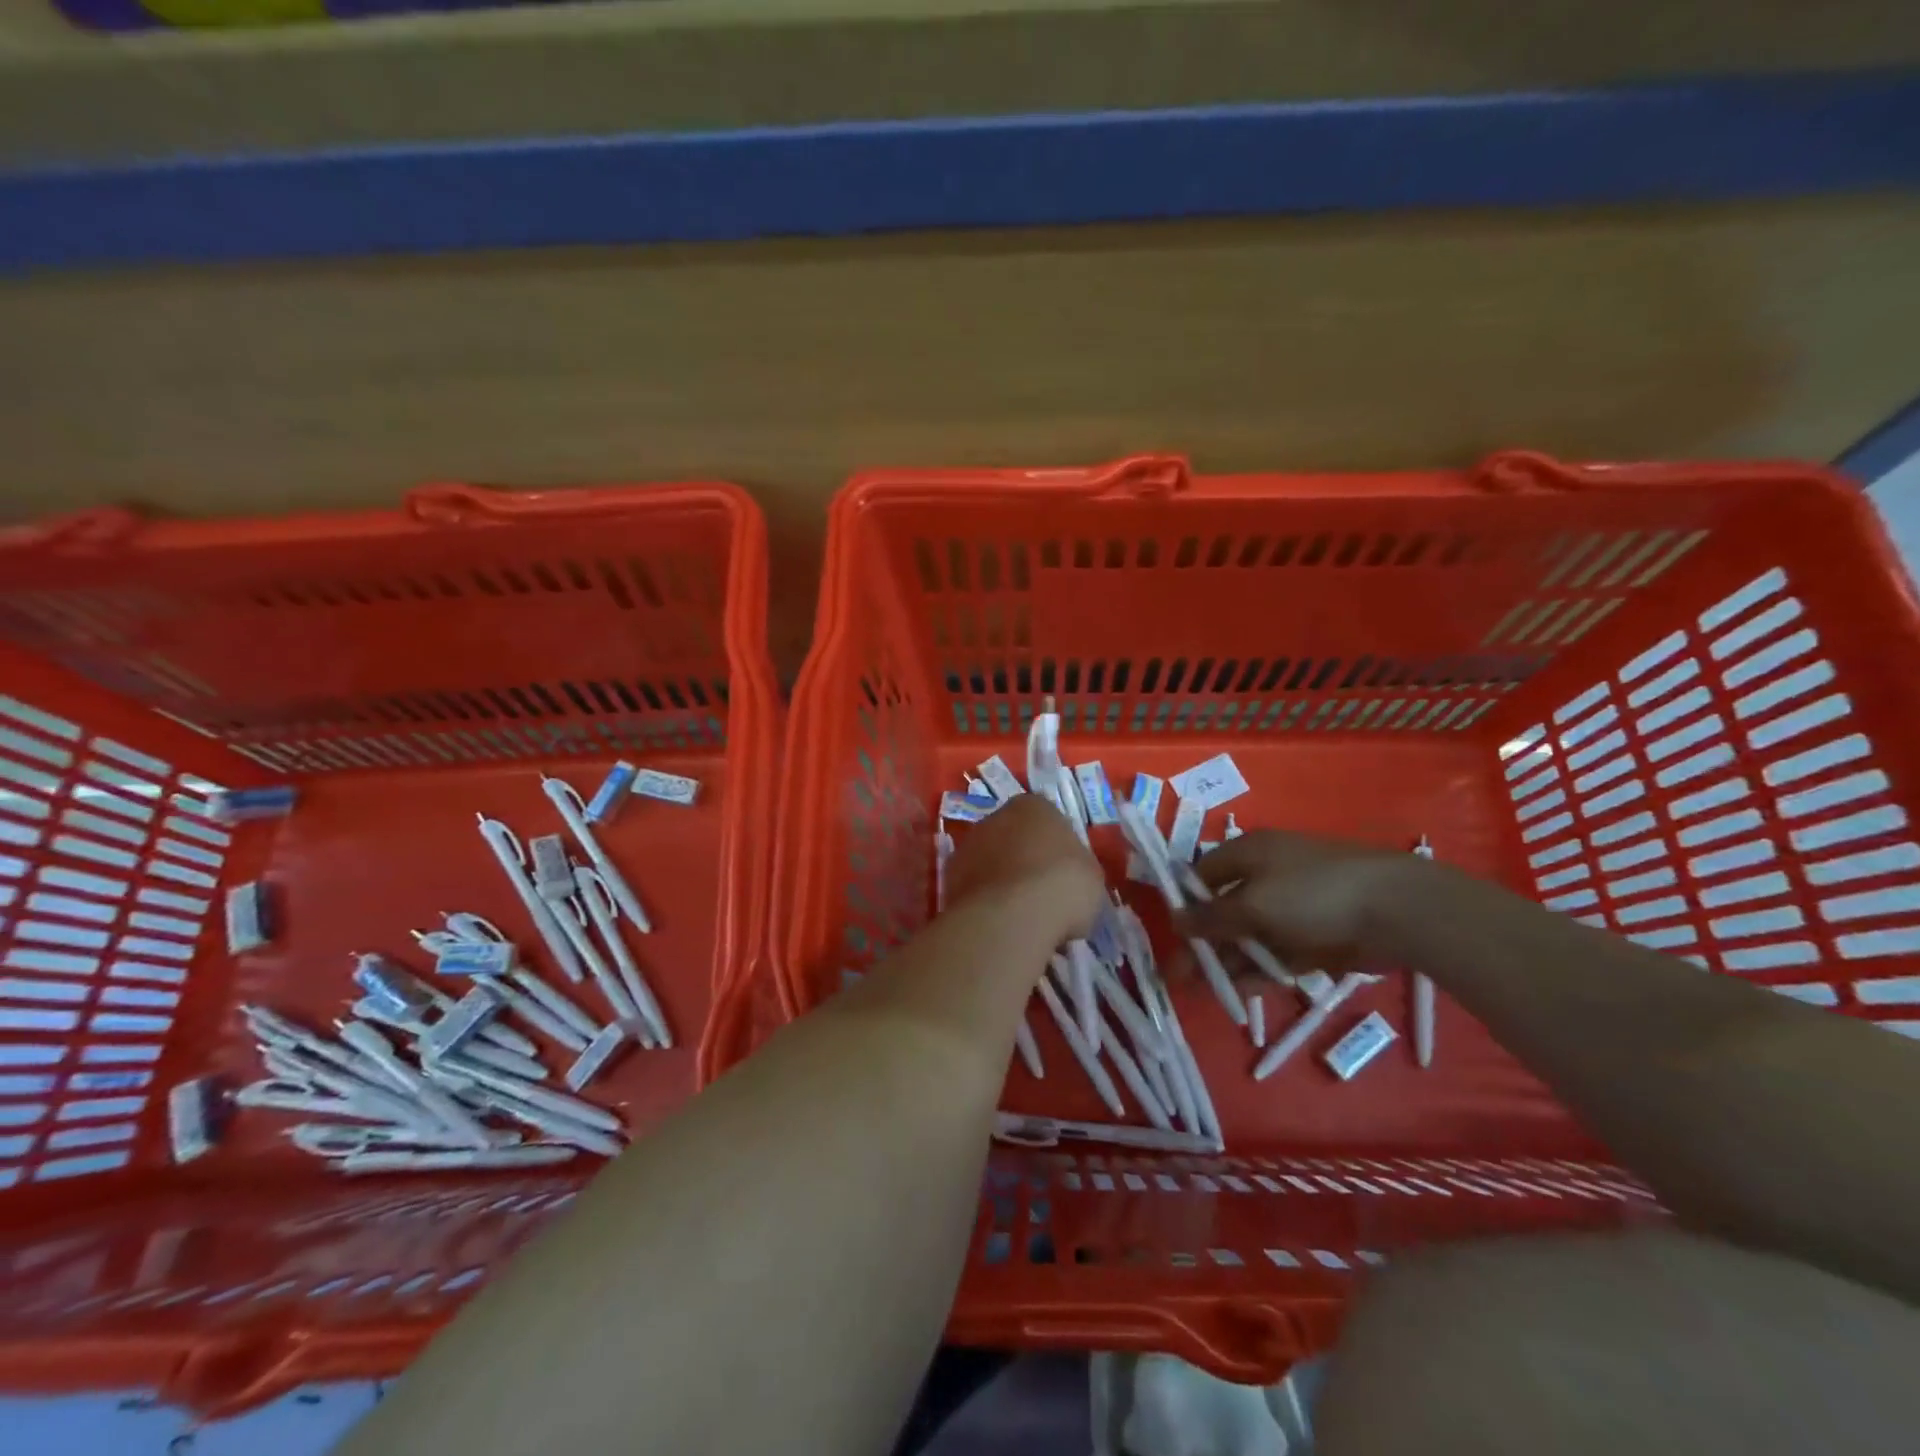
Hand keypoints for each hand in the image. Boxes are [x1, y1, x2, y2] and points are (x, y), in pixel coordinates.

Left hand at [944, 794, 1103, 942]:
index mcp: (1033, 806)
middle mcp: (994, 817)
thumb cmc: (1063, 885)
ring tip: (1020, 914)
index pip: (1047, 819)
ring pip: (989, 861)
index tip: (1064, 873)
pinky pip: (974, 888)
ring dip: (1000, 880)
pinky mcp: (948, 879)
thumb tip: (1066, 876)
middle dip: (1023, 859)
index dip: (1056, 848)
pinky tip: (1000, 924)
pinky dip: (984, 902)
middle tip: (1041, 893)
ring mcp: (967, 846)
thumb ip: (1076, 865)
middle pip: (1012, 837)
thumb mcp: (1090, 874)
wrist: (1014, 915)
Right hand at [1181, 830, 1433, 967]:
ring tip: (1202, 992)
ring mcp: (1291, 910)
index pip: (1203, 875)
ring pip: (1247, 938)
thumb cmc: (1312, 893)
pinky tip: (1237, 994)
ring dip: (1225, 963)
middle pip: (1223, 911)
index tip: (1171, 934)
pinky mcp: (1313, 938)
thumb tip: (1175, 920)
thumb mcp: (1253, 903)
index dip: (1185, 903)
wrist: (1396, 911)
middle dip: (1200, 943)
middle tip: (1179, 976)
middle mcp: (1265, 878)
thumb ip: (1212, 918)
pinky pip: (1274, 955)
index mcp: (1248, 854)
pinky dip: (1256, 972)